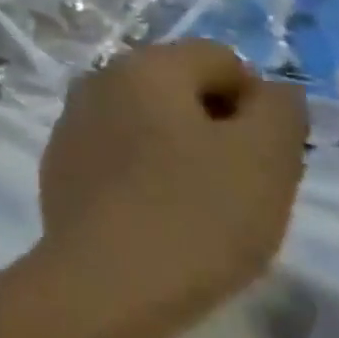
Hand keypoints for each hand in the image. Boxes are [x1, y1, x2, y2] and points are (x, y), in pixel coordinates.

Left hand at [37, 40, 307, 323]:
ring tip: (200, 207)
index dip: (257, 104)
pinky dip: (144, 172)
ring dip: (181, 151)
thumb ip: (278, 110)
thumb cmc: (196, 212)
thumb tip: (271, 89)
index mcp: (143, 66)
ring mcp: (71, 120)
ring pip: (147, 121)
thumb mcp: (266, 158)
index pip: (220, 59)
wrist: (106, 277)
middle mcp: (97, 79)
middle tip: (240, 186)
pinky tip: (157, 217)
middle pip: (179, 88)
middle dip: (218, 127)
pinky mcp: (60, 161)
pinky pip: (117, 152)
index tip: (266, 158)